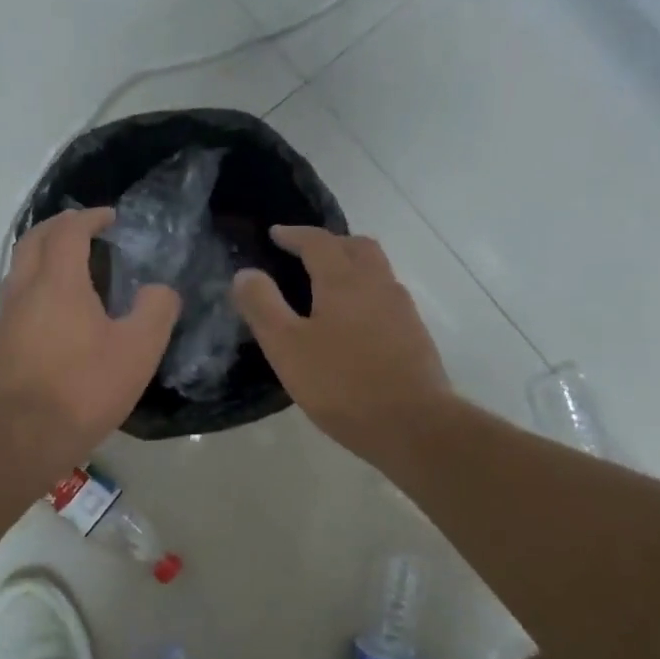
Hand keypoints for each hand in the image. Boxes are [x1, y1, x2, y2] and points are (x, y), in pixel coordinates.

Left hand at [0, 208, 180, 464]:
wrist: (21, 439)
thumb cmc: (83, 389)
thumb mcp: (138, 350)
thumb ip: (156, 310)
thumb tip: (159, 290)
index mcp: (58, 282)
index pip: (68, 230)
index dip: (90, 217)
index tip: (111, 218)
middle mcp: (25, 289)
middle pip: (34, 239)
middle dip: (59, 226)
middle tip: (87, 230)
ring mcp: (7, 317)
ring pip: (20, 266)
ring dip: (44, 253)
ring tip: (74, 264)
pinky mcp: (1, 343)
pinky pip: (17, 293)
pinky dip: (37, 281)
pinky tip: (58, 308)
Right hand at [232, 226, 450, 461]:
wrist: (413, 425)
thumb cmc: (342, 384)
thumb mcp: (287, 347)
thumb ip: (263, 306)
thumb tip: (245, 273)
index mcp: (344, 280)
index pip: (318, 241)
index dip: (294, 234)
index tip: (275, 234)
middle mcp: (378, 284)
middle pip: (356, 246)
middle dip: (329, 243)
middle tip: (305, 254)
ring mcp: (402, 309)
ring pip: (376, 271)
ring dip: (351, 266)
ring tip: (327, 287)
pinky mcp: (414, 335)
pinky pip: (386, 297)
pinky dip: (365, 293)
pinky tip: (353, 323)